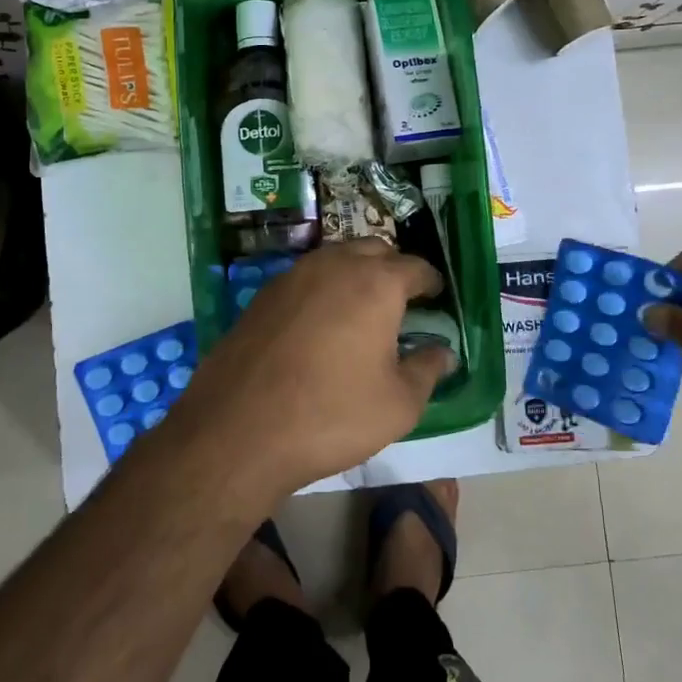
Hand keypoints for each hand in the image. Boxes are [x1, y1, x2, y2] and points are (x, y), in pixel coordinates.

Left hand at [173, 240, 453, 499]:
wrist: (238, 430)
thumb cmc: (332, 414)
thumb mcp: (398, 404)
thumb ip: (427, 370)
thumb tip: (442, 352)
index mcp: (376, 283)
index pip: (415, 267)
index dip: (431, 282)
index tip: (437, 297)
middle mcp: (334, 265)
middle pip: (374, 251)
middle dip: (393, 269)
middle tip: (402, 300)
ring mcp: (293, 276)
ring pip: (336, 259)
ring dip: (356, 273)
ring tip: (363, 308)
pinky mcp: (263, 295)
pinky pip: (306, 278)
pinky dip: (324, 288)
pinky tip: (322, 322)